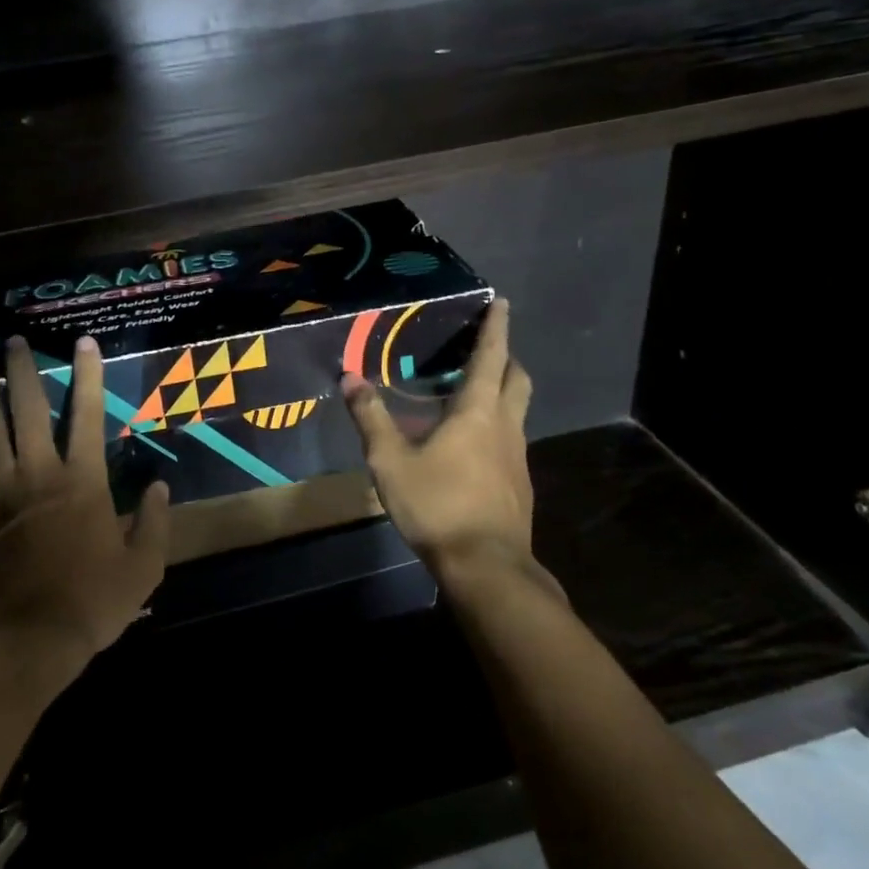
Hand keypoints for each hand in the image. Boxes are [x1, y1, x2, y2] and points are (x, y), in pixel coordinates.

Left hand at [0, 334, 168, 683]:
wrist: (18, 641)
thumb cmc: (88, 603)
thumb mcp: (142, 569)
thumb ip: (154, 524)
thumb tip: (160, 487)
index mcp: (82, 483)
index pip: (87, 416)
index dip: (88, 377)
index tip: (84, 343)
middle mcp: (37, 475)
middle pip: (25, 411)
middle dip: (20, 372)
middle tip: (13, 341)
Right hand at [342, 298, 534, 596]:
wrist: (486, 566)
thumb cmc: (437, 505)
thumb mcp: (390, 461)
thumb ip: (371, 418)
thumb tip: (349, 378)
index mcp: (477, 412)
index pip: (491, 357)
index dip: (496, 327)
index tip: (502, 302)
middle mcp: (505, 426)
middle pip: (516, 379)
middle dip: (505, 357)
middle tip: (483, 350)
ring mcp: (518, 457)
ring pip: (517, 410)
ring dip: (501, 392)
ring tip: (470, 394)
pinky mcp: (519, 484)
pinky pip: (511, 440)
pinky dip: (496, 427)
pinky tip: (471, 447)